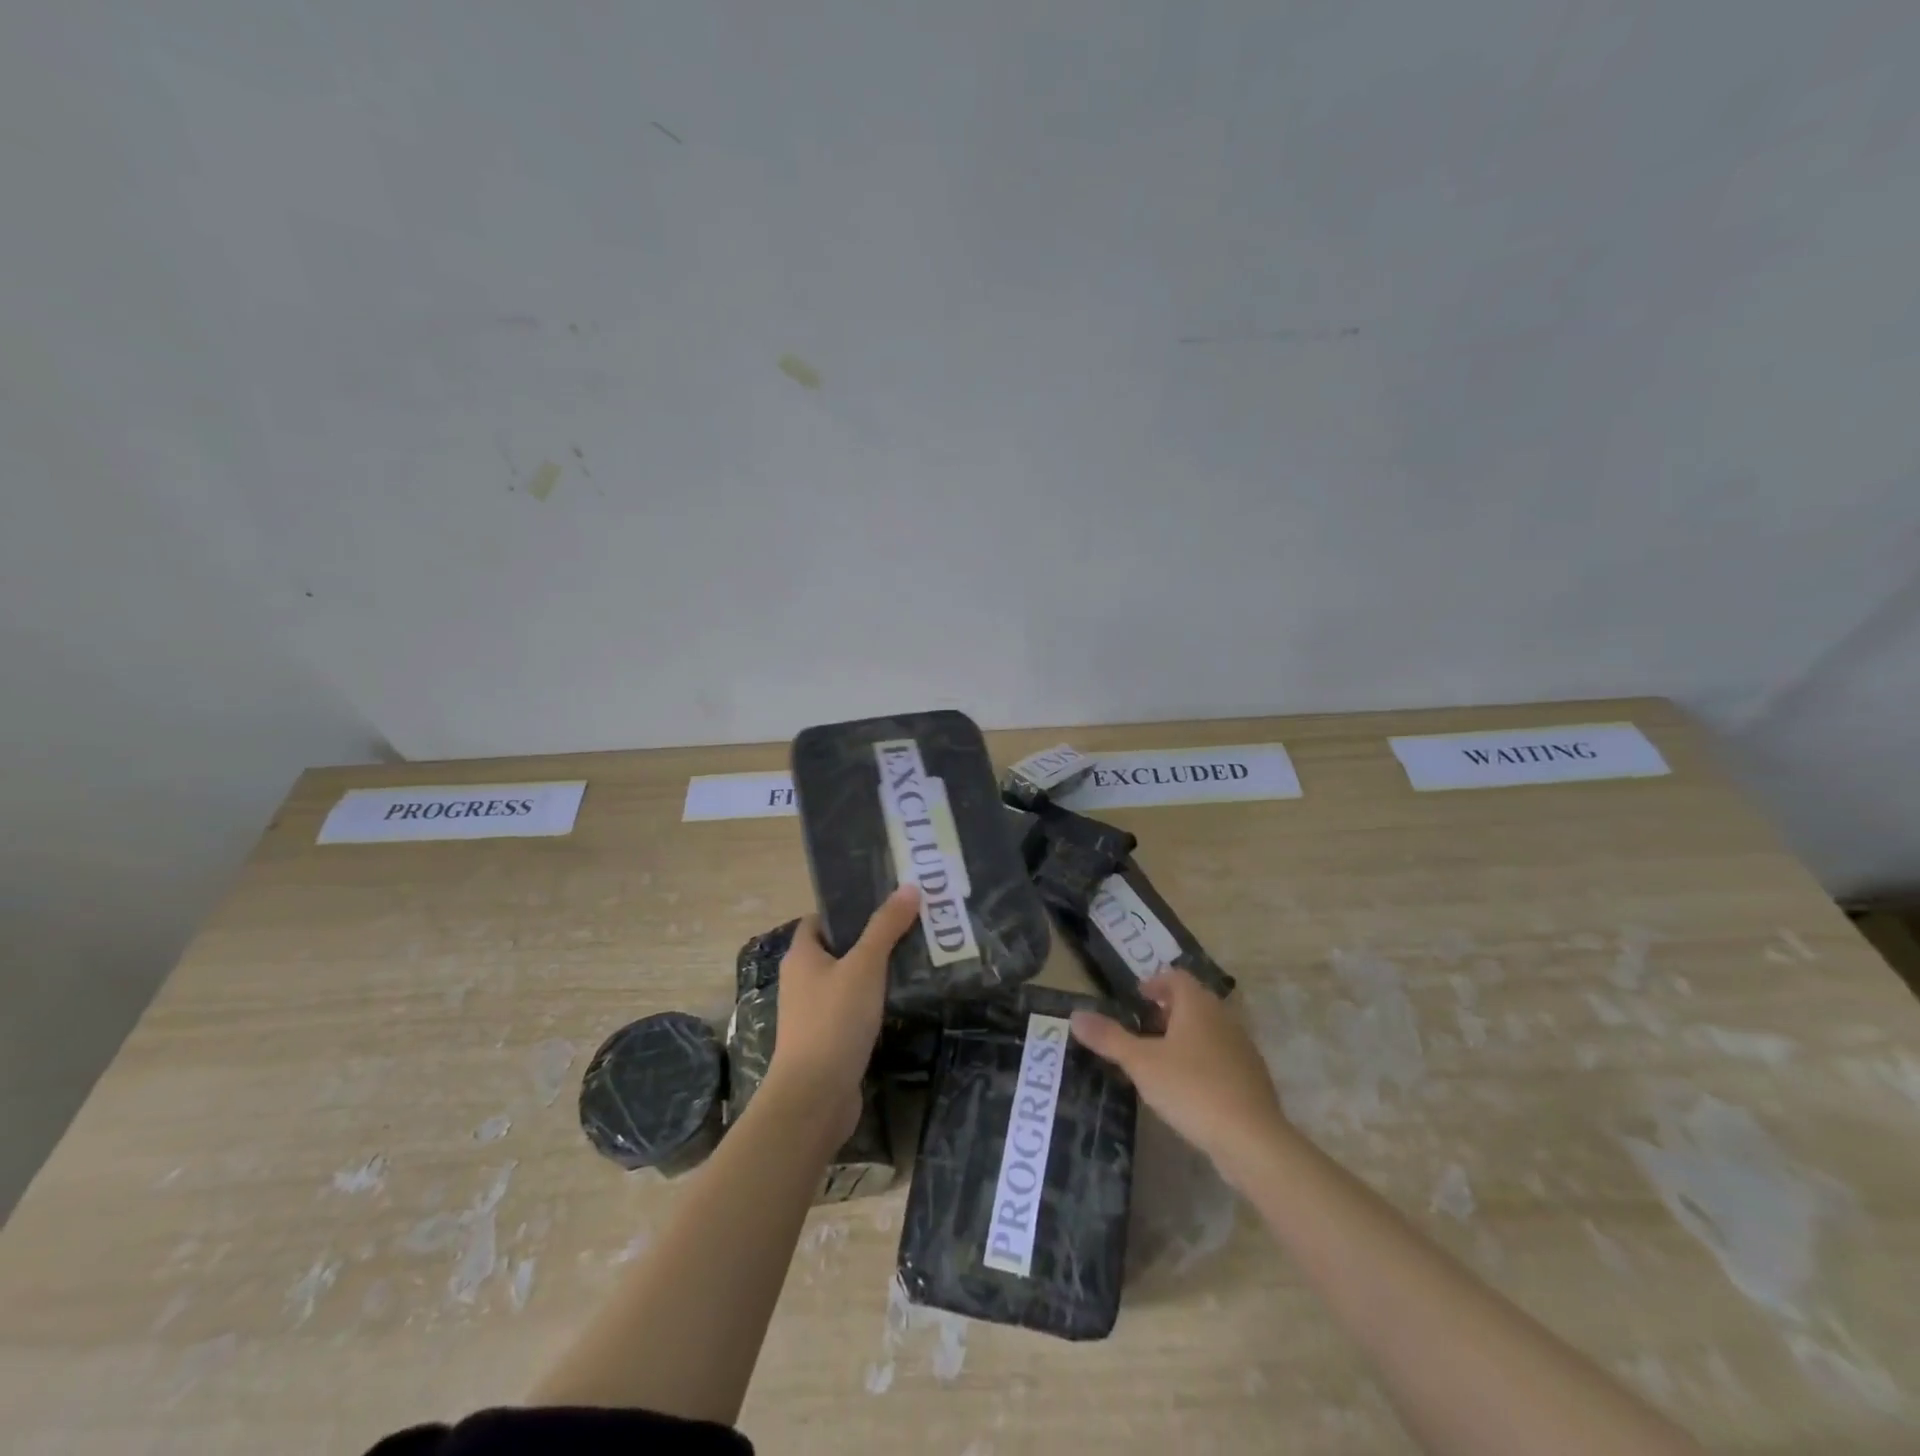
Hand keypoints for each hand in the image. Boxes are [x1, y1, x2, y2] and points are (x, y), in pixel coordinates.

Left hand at [764, 887, 919, 1142]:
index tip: (885, 901)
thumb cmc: (834, 1021)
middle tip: (911, 926)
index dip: (848, 908)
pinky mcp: (828, 1041)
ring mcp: (813, 1013)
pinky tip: (902, 999)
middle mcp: (802, 981)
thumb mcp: (864, 966)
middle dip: (871, 938)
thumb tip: (909, 886)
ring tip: (916, 957)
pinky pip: (853, 1010)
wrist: (814, 1098)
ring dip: (876, 972)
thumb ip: (886, 927)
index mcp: (801, 956)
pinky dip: (874, 1002)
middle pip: (837, 948)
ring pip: (848, 981)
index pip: (820, 919)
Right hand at [1069, 970, 1290, 1180]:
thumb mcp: (1141, 1063)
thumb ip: (1109, 1038)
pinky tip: (1187, 1088)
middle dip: (1168, 1011)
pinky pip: (1221, 1057)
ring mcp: (1242, 1049)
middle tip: (1142, 1028)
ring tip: (1160, 1059)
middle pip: (1194, 1002)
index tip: (1137, 998)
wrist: (1252, 1140)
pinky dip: (1202, 1061)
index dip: (1155, 983)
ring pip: (1208, 1030)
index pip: (1176, 978)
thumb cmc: (1192, 1088)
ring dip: (1185, 1036)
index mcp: (1197, 1005)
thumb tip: (1075, 1015)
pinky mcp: (1252, 1079)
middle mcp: (1223, 1018)